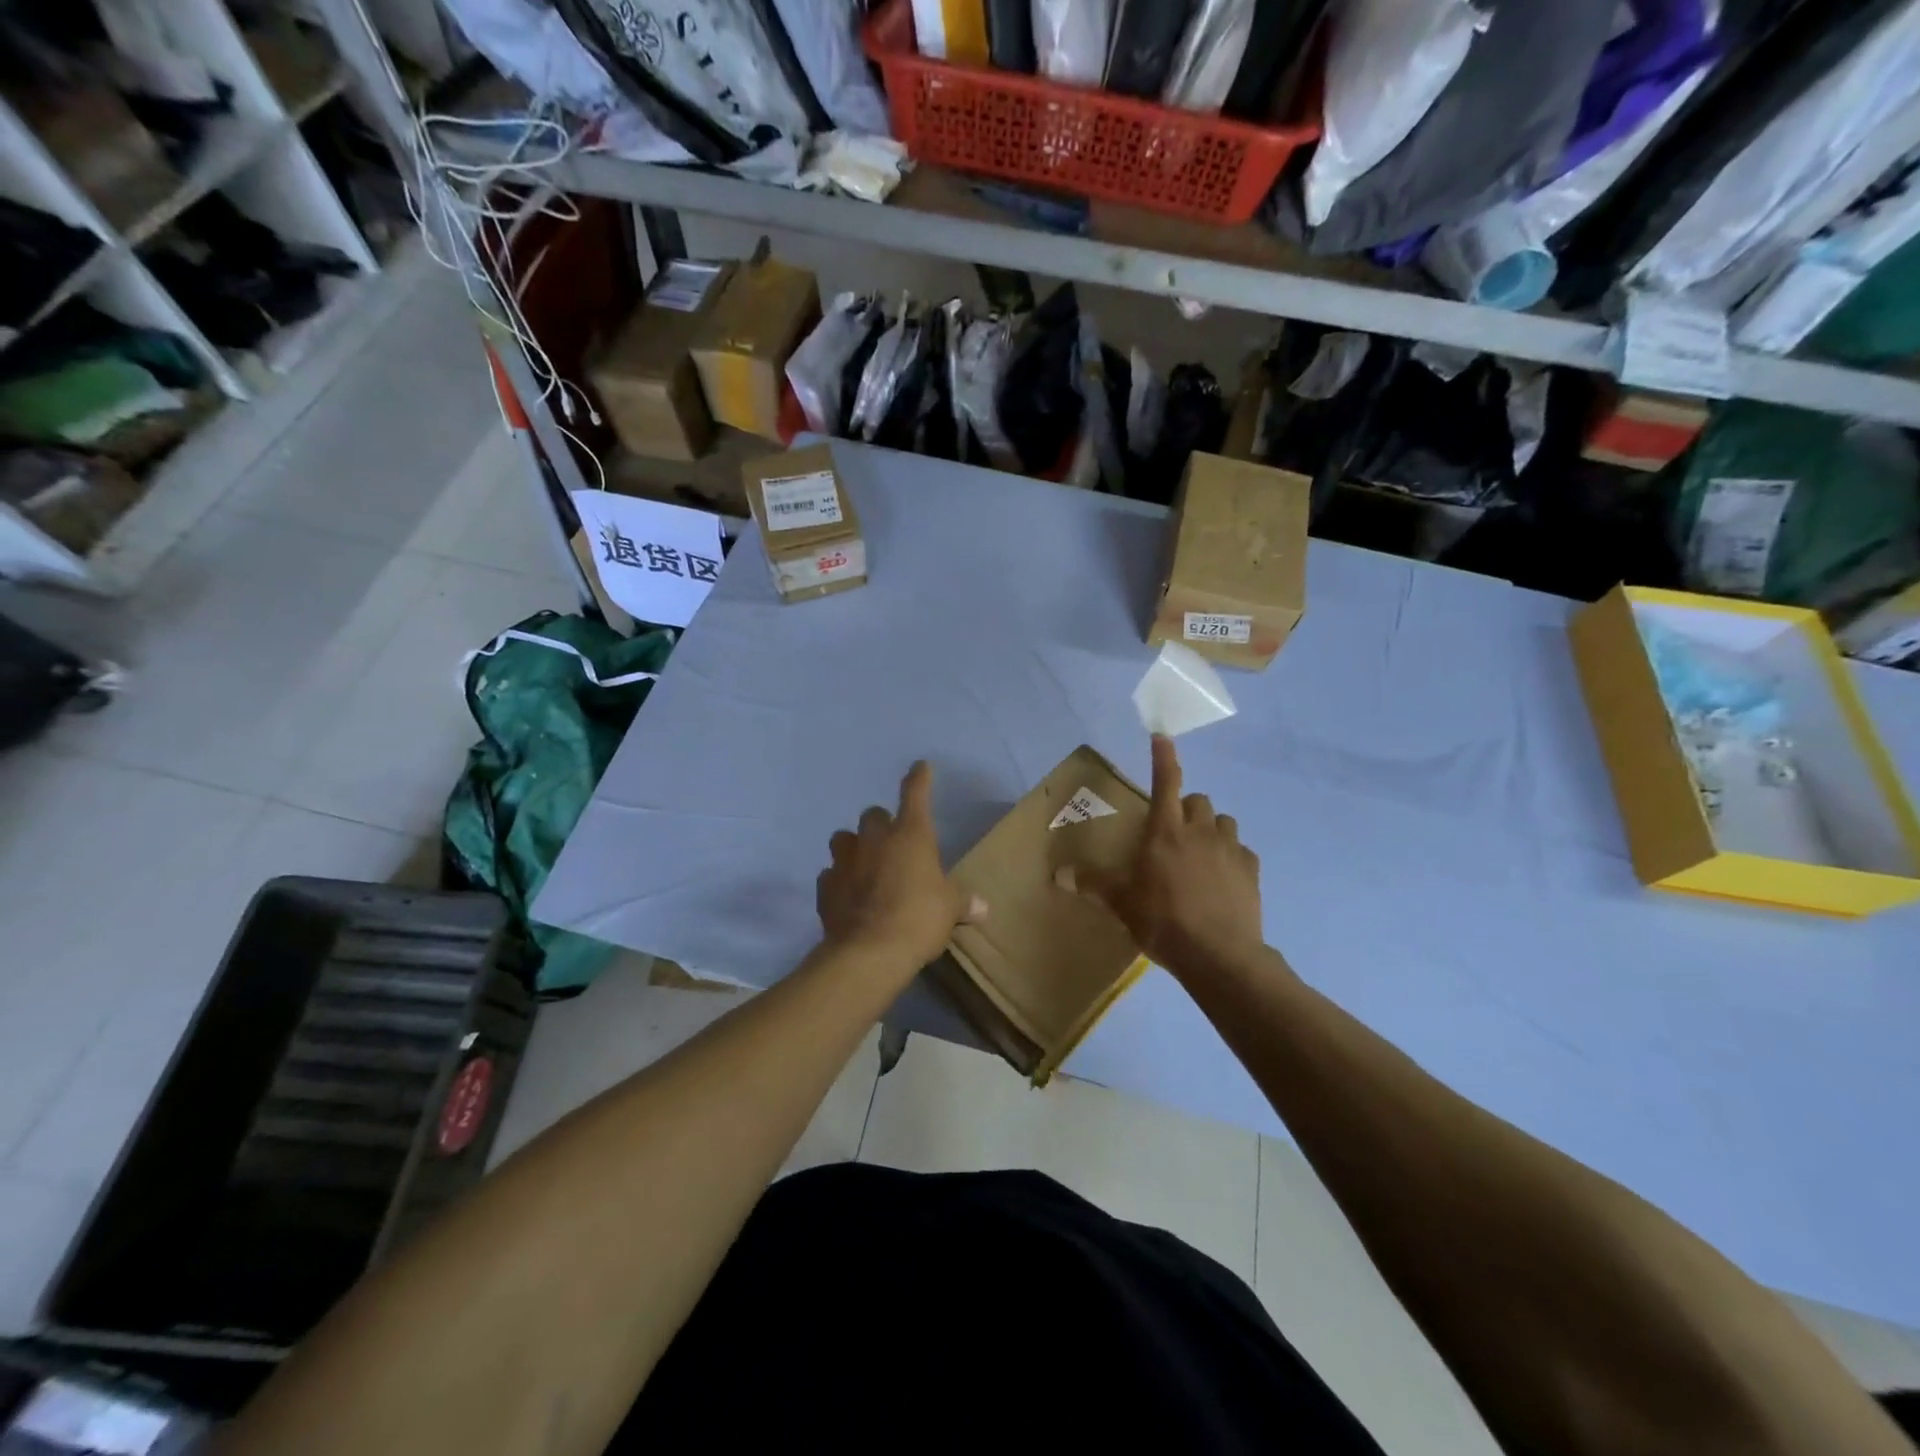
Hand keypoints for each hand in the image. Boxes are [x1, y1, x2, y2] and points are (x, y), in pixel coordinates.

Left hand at [817, 761, 983, 969]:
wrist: (869, 952)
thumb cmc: (919, 919)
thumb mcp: (950, 910)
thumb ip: (963, 902)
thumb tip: (982, 907)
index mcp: (911, 835)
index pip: (915, 793)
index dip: (919, 778)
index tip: (920, 767)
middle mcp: (875, 840)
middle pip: (873, 815)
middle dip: (881, 824)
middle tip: (892, 843)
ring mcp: (845, 861)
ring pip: (843, 839)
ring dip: (854, 847)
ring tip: (863, 864)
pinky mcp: (826, 888)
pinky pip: (831, 875)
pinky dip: (839, 881)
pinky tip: (848, 895)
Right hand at [1072, 736, 1264, 974]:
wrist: (1219, 955)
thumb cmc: (1163, 922)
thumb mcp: (1122, 903)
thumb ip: (1094, 884)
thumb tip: (1058, 874)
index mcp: (1165, 831)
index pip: (1165, 781)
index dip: (1163, 757)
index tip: (1162, 737)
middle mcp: (1200, 831)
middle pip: (1197, 800)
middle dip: (1185, 808)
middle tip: (1173, 833)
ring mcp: (1230, 849)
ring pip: (1223, 821)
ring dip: (1211, 829)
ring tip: (1200, 853)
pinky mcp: (1252, 870)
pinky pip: (1242, 850)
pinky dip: (1231, 856)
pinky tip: (1223, 878)